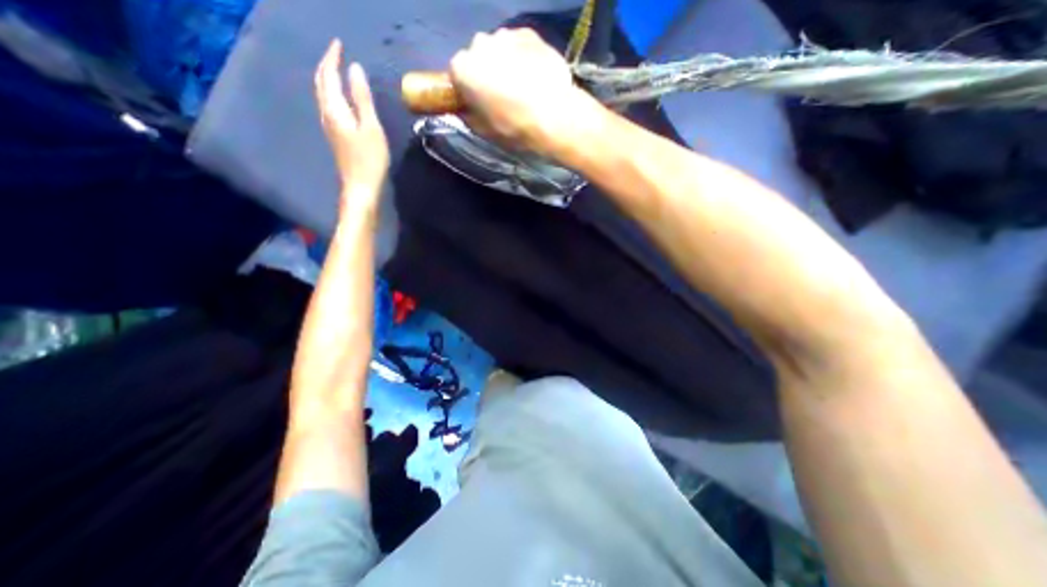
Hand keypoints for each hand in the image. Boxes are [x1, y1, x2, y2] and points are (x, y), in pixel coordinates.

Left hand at [316, 39, 389, 199]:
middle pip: (321, 83)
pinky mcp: (335, 135)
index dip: (332, 58)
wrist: (361, 186)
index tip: (339, 44)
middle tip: (337, 53)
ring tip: (337, 69)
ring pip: (323, 94)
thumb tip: (355, 69)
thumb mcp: (371, 128)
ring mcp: (329, 126)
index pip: (328, 75)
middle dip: (327, 65)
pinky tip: (340, 96)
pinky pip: (329, 105)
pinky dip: (332, 93)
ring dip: (327, 78)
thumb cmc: (370, 159)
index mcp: (335, 109)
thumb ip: (363, 99)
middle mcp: (327, 114)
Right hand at [450, 28, 606, 157]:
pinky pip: (520, 46)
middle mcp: (479, 44)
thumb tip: (465, 108)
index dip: (468, 90)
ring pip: (499, 50)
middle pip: (478, 58)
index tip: (479, 103)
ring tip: (523, 89)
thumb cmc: (514, 129)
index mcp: (463, 69)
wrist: (554, 118)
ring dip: (505, 64)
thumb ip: (468, 115)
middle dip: (486, 74)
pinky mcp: (530, 34)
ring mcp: (506, 35)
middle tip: (502, 97)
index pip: (457, 75)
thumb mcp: (484, 131)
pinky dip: (524, 58)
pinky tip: (535, 78)